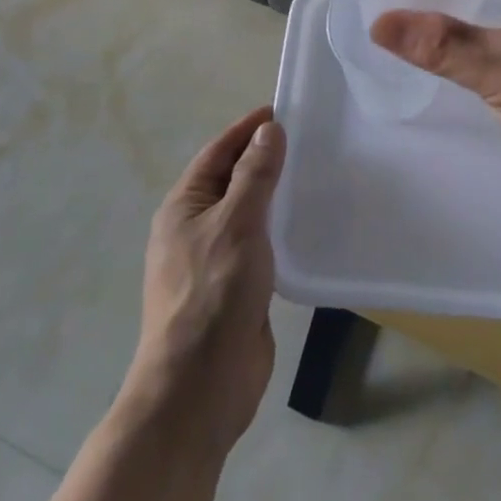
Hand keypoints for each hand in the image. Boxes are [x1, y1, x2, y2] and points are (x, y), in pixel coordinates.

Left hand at [123, 108, 284, 453]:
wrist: (198, 389)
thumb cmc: (212, 294)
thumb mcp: (237, 224)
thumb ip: (255, 175)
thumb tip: (268, 130)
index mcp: (184, 206)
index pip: (218, 152)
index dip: (247, 129)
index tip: (282, 111)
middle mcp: (195, 228)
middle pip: (233, 180)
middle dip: (265, 159)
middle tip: (309, 140)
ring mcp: (215, 260)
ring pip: (248, 213)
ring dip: (275, 195)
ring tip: (315, 176)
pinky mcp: (236, 288)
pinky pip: (260, 244)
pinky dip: (280, 228)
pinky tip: (307, 225)